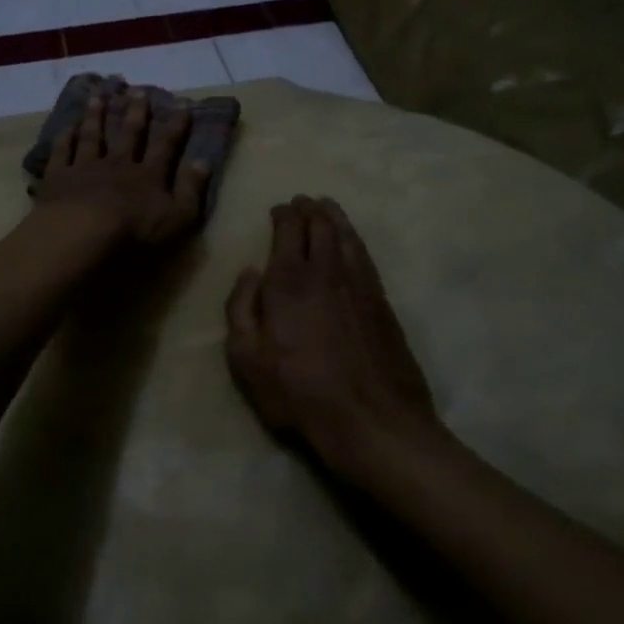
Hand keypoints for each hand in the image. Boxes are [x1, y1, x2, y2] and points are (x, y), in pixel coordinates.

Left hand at [33, 86, 210, 249]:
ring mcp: (85, 168)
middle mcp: (117, 164)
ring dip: (96, 116)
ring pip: (92, 136)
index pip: (165, 145)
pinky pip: (62, 153)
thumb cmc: (134, 231)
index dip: (175, 125)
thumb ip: (191, 189)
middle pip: (128, 134)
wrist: (81, 233)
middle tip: (137, 91)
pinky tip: (66, 126)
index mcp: (147, 175)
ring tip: (98, 97)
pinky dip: (64, 138)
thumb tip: (203, 161)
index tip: (182, 103)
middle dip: (135, 112)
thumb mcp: (177, 217)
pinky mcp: (58, 178)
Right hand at [226, 197, 443, 472]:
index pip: (289, 228)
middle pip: (320, 224)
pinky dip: (354, 239)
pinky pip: (364, 255)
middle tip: (302, 202)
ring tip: (326, 207)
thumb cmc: (299, 394)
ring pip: (347, 235)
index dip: (283, 213)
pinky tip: (350, 241)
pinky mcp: (383, 302)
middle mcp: (327, 270)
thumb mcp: (246, 359)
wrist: (373, 420)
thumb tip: (250, 273)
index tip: (278, 209)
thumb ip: (240, 308)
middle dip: (309, 208)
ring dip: (334, 216)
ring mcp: (360, 284)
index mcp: (289, 280)